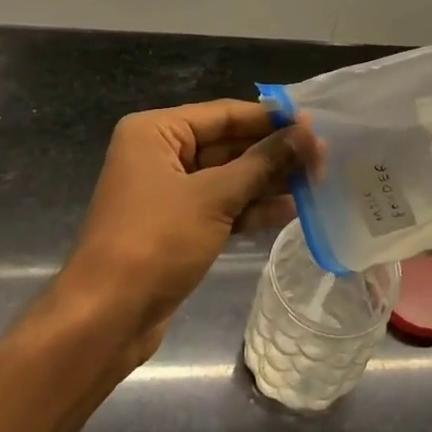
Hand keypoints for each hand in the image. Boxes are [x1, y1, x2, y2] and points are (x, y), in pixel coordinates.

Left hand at [58, 100, 314, 359]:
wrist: (107, 318)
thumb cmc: (155, 242)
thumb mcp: (213, 197)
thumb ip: (263, 163)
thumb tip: (307, 132)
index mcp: (155, 132)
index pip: (224, 114)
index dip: (270, 119)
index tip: (315, 123)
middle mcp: (160, 154)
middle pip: (228, 144)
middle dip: (273, 153)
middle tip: (324, 156)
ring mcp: (168, 193)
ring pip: (228, 177)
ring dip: (268, 181)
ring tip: (317, 181)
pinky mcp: (178, 226)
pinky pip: (222, 207)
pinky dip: (252, 208)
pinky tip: (291, 209)